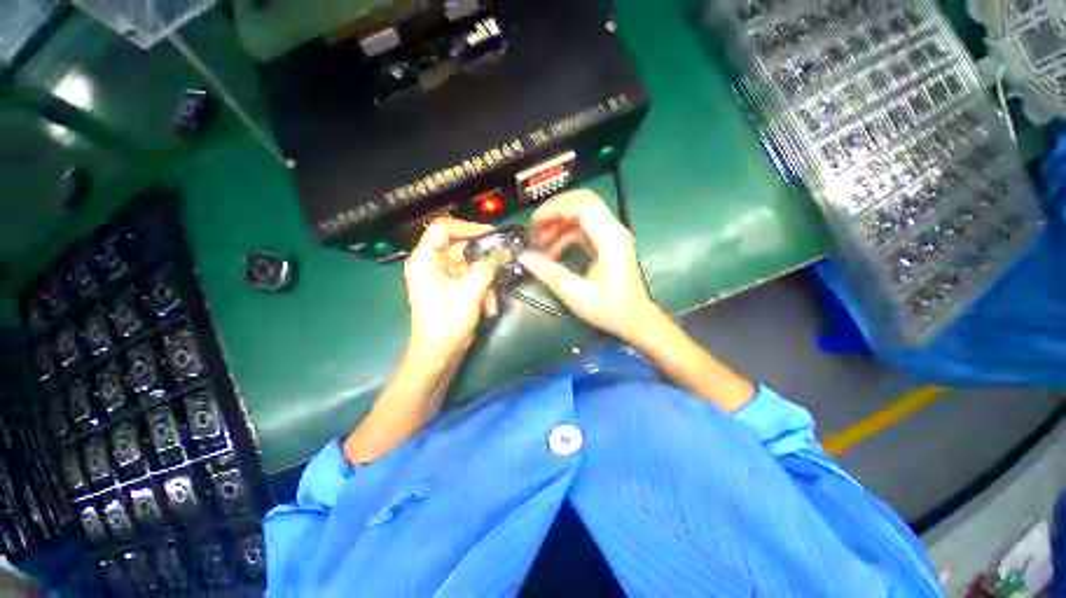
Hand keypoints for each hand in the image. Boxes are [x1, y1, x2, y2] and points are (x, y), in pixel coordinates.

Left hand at [404, 218, 498, 360]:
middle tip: (503, 260)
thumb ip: (486, 268)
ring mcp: (442, 276)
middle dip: (482, 257)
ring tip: (493, 296)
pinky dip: (482, 288)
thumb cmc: (447, 324)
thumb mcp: (469, 293)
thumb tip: (502, 251)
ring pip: (469, 264)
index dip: (467, 227)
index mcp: (425, 260)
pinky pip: (470, 277)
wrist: (438, 355)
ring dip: (485, 278)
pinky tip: (489, 306)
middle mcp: (431, 264)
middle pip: (460, 246)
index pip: (443, 228)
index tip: (491, 235)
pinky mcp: (452, 287)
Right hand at [518, 189, 657, 342]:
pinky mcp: (606, 243)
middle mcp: (613, 231)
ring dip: (558, 224)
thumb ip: (550, 274)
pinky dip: (565, 235)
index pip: (583, 206)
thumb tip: (525, 258)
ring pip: (581, 214)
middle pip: (583, 202)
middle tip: (535, 227)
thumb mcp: (577, 295)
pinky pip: (582, 228)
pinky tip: (552, 251)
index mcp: (611, 240)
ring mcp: (610, 235)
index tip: (535, 222)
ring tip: (539, 242)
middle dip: (555, 211)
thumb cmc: (610, 309)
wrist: (634, 319)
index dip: (556, 208)